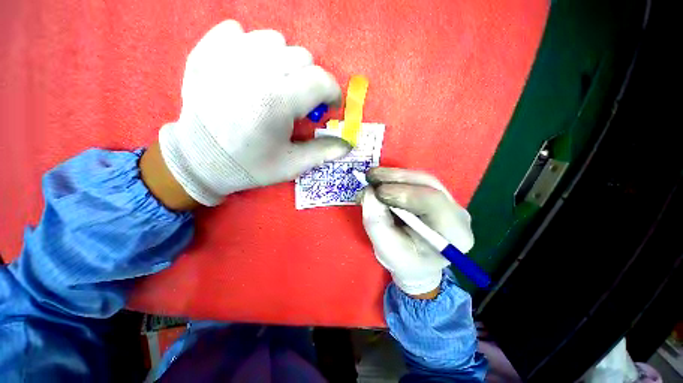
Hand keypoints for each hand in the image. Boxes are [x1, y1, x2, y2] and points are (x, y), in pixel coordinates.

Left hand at [158, 20, 350, 205]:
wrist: (199, 160)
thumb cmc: (250, 165)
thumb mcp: (292, 165)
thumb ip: (324, 151)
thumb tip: (348, 144)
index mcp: (277, 101)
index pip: (321, 80)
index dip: (332, 93)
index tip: (329, 106)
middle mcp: (254, 71)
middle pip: (302, 57)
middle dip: (309, 81)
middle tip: (299, 102)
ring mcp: (227, 56)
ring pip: (274, 40)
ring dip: (283, 62)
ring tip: (275, 86)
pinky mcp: (206, 52)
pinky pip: (238, 32)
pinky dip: (250, 47)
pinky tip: (247, 70)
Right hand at [361, 168, 474, 296]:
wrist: (417, 264)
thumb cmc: (404, 262)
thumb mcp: (386, 249)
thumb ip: (377, 222)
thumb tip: (370, 191)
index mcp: (454, 234)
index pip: (433, 202)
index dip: (403, 193)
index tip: (377, 192)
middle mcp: (457, 213)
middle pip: (428, 184)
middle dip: (396, 178)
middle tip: (370, 176)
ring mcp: (448, 201)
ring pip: (421, 179)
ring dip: (394, 176)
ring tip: (372, 177)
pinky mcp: (435, 195)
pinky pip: (416, 181)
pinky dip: (395, 179)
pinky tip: (380, 181)